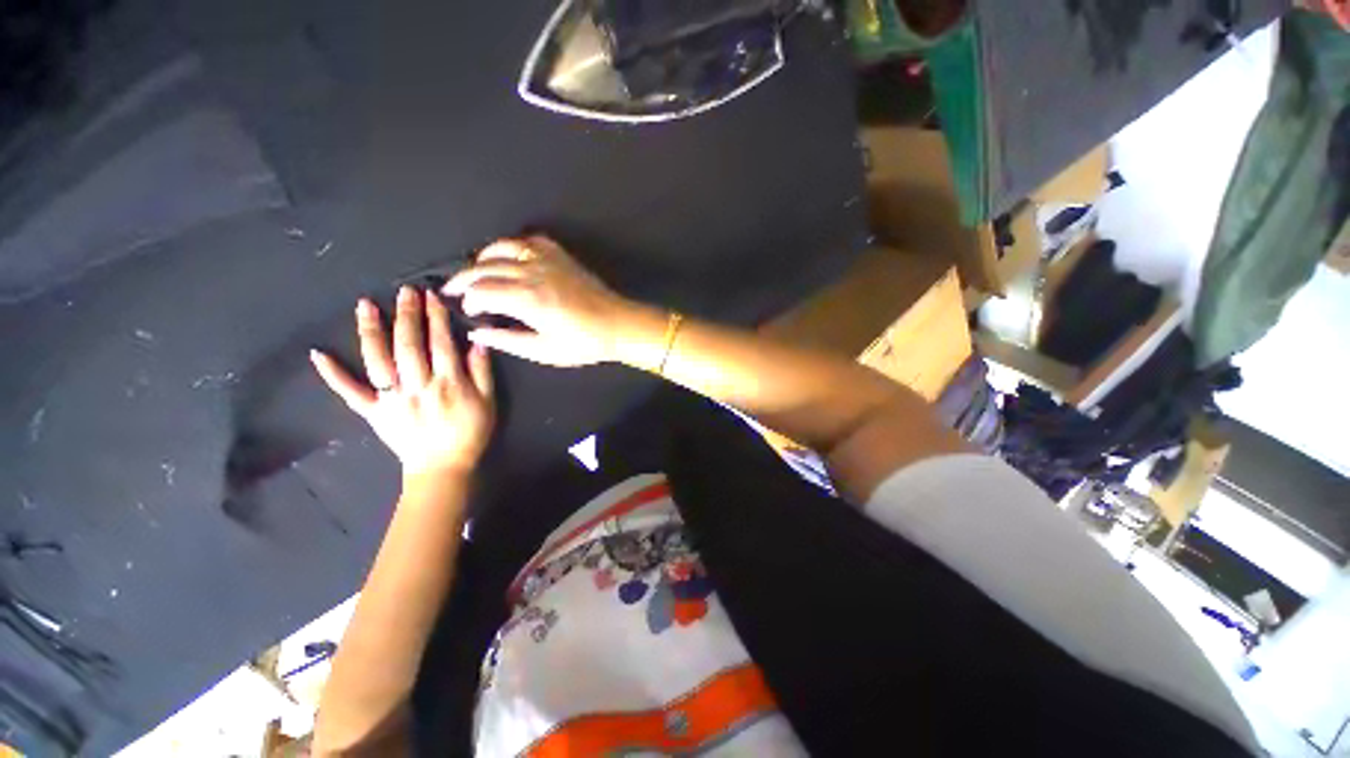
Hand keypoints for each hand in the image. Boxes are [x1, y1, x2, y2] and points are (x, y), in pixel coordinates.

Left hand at [310, 287, 494, 476]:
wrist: (443, 467)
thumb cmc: (470, 433)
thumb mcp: (488, 403)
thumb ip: (483, 373)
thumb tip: (477, 343)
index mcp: (448, 383)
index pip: (441, 344)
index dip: (436, 318)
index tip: (432, 296)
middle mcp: (418, 385)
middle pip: (410, 345)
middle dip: (407, 315)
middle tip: (404, 291)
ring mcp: (392, 398)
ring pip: (379, 361)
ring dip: (371, 332)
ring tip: (365, 306)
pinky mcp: (374, 411)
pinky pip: (351, 393)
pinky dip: (333, 375)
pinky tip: (318, 354)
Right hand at [443, 236, 636, 365]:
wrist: (617, 324)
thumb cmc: (583, 343)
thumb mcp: (544, 351)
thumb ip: (507, 340)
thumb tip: (477, 331)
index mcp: (527, 299)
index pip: (481, 291)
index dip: (468, 299)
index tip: (467, 310)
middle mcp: (532, 273)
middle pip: (485, 267)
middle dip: (464, 278)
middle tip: (453, 289)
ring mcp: (547, 260)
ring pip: (501, 248)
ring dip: (482, 258)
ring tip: (474, 270)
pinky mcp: (560, 255)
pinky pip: (527, 240)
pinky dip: (510, 245)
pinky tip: (506, 255)